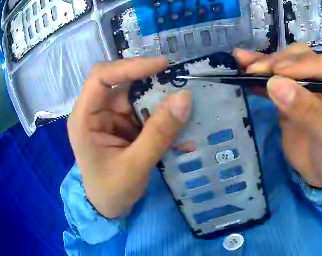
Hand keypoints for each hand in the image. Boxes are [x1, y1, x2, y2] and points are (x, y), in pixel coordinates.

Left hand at [68, 57, 191, 217]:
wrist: (109, 208)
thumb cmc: (112, 191)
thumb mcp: (135, 167)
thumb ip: (158, 134)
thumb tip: (184, 98)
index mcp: (84, 118)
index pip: (101, 77)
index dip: (130, 66)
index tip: (162, 65)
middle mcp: (94, 111)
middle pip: (122, 84)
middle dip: (150, 85)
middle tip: (178, 88)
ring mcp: (108, 117)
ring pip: (136, 97)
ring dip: (159, 104)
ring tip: (182, 114)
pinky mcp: (120, 124)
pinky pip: (142, 112)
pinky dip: (159, 119)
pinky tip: (175, 132)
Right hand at [234, 44, 321, 187]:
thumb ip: (308, 111)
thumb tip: (275, 83)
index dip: (304, 64)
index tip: (278, 72)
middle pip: (304, 58)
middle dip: (280, 61)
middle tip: (257, 71)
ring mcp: (308, 85)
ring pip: (287, 64)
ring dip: (265, 62)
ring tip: (244, 64)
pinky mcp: (290, 95)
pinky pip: (274, 80)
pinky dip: (259, 75)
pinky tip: (243, 67)